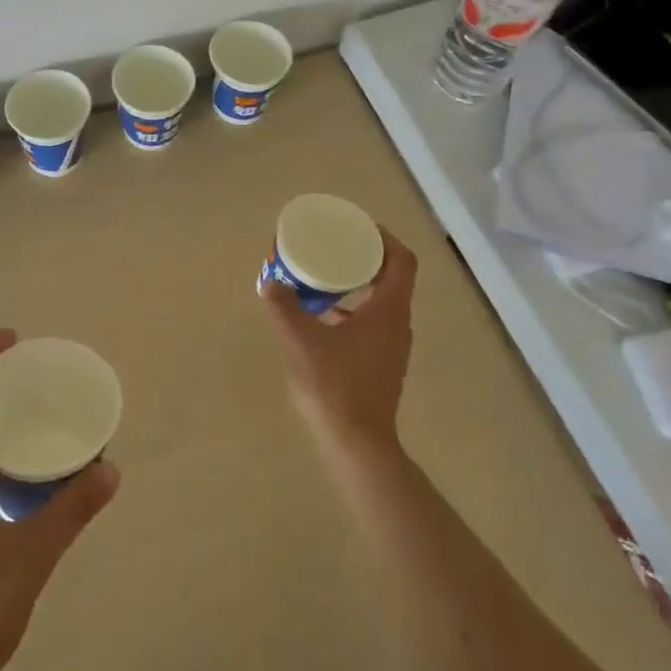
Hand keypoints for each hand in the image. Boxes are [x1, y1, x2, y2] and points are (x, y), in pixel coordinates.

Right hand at [262, 230, 417, 454]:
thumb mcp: (301, 342)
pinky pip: (373, 322)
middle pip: (392, 277)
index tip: (357, 227)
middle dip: (366, 257)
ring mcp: (393, 346)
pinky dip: (353, 310)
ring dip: (359, 284)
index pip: (401, 260)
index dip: (384, 238)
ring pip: (382, 301)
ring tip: (326, 276)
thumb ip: (283, 308)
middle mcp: (398, 323)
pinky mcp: (382, 363)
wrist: (357, 444)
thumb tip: (269, 281)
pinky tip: (323, 317)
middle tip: (335, 245)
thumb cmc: (335, 387)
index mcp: (388, 310)